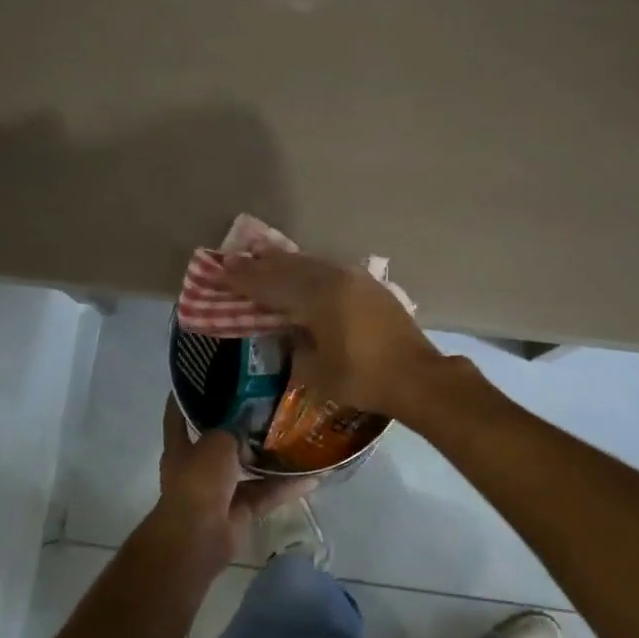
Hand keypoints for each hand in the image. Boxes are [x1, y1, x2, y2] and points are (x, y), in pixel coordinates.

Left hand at [149, 398, 318, 568]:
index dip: (187, 396)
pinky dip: (285, 487)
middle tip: (267, 404)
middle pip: (220, 441)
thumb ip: (233, 430)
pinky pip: (266, 494)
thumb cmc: (198, 480)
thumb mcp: (216, 441)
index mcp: (181, 447)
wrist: (199, 536)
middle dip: (241, 427)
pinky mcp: (241, 512)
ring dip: (269, 458)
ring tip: (295, 437)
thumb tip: (250, 433)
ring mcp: (220, 491)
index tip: (203, 376)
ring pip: (248, 469)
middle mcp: (198, 467)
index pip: (178, 415)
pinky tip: (312, 476)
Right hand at [222, 249, 455, 420]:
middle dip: (260, 265)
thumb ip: (295, 345)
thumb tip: (290, 330)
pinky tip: (300, 270)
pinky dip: (307, 269)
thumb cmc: (362, 379)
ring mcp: (354, 278)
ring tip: (262, 258)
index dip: (244, 279)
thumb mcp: (315, 371)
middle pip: (289, 267)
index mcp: (317, 298)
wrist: (417, 376)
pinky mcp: (368, 285)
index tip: (221, 269)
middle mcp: (334, 279)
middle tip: (235, 260)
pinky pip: (327, 269)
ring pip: (310, 264)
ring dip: (284, 263)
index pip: (271, 285)